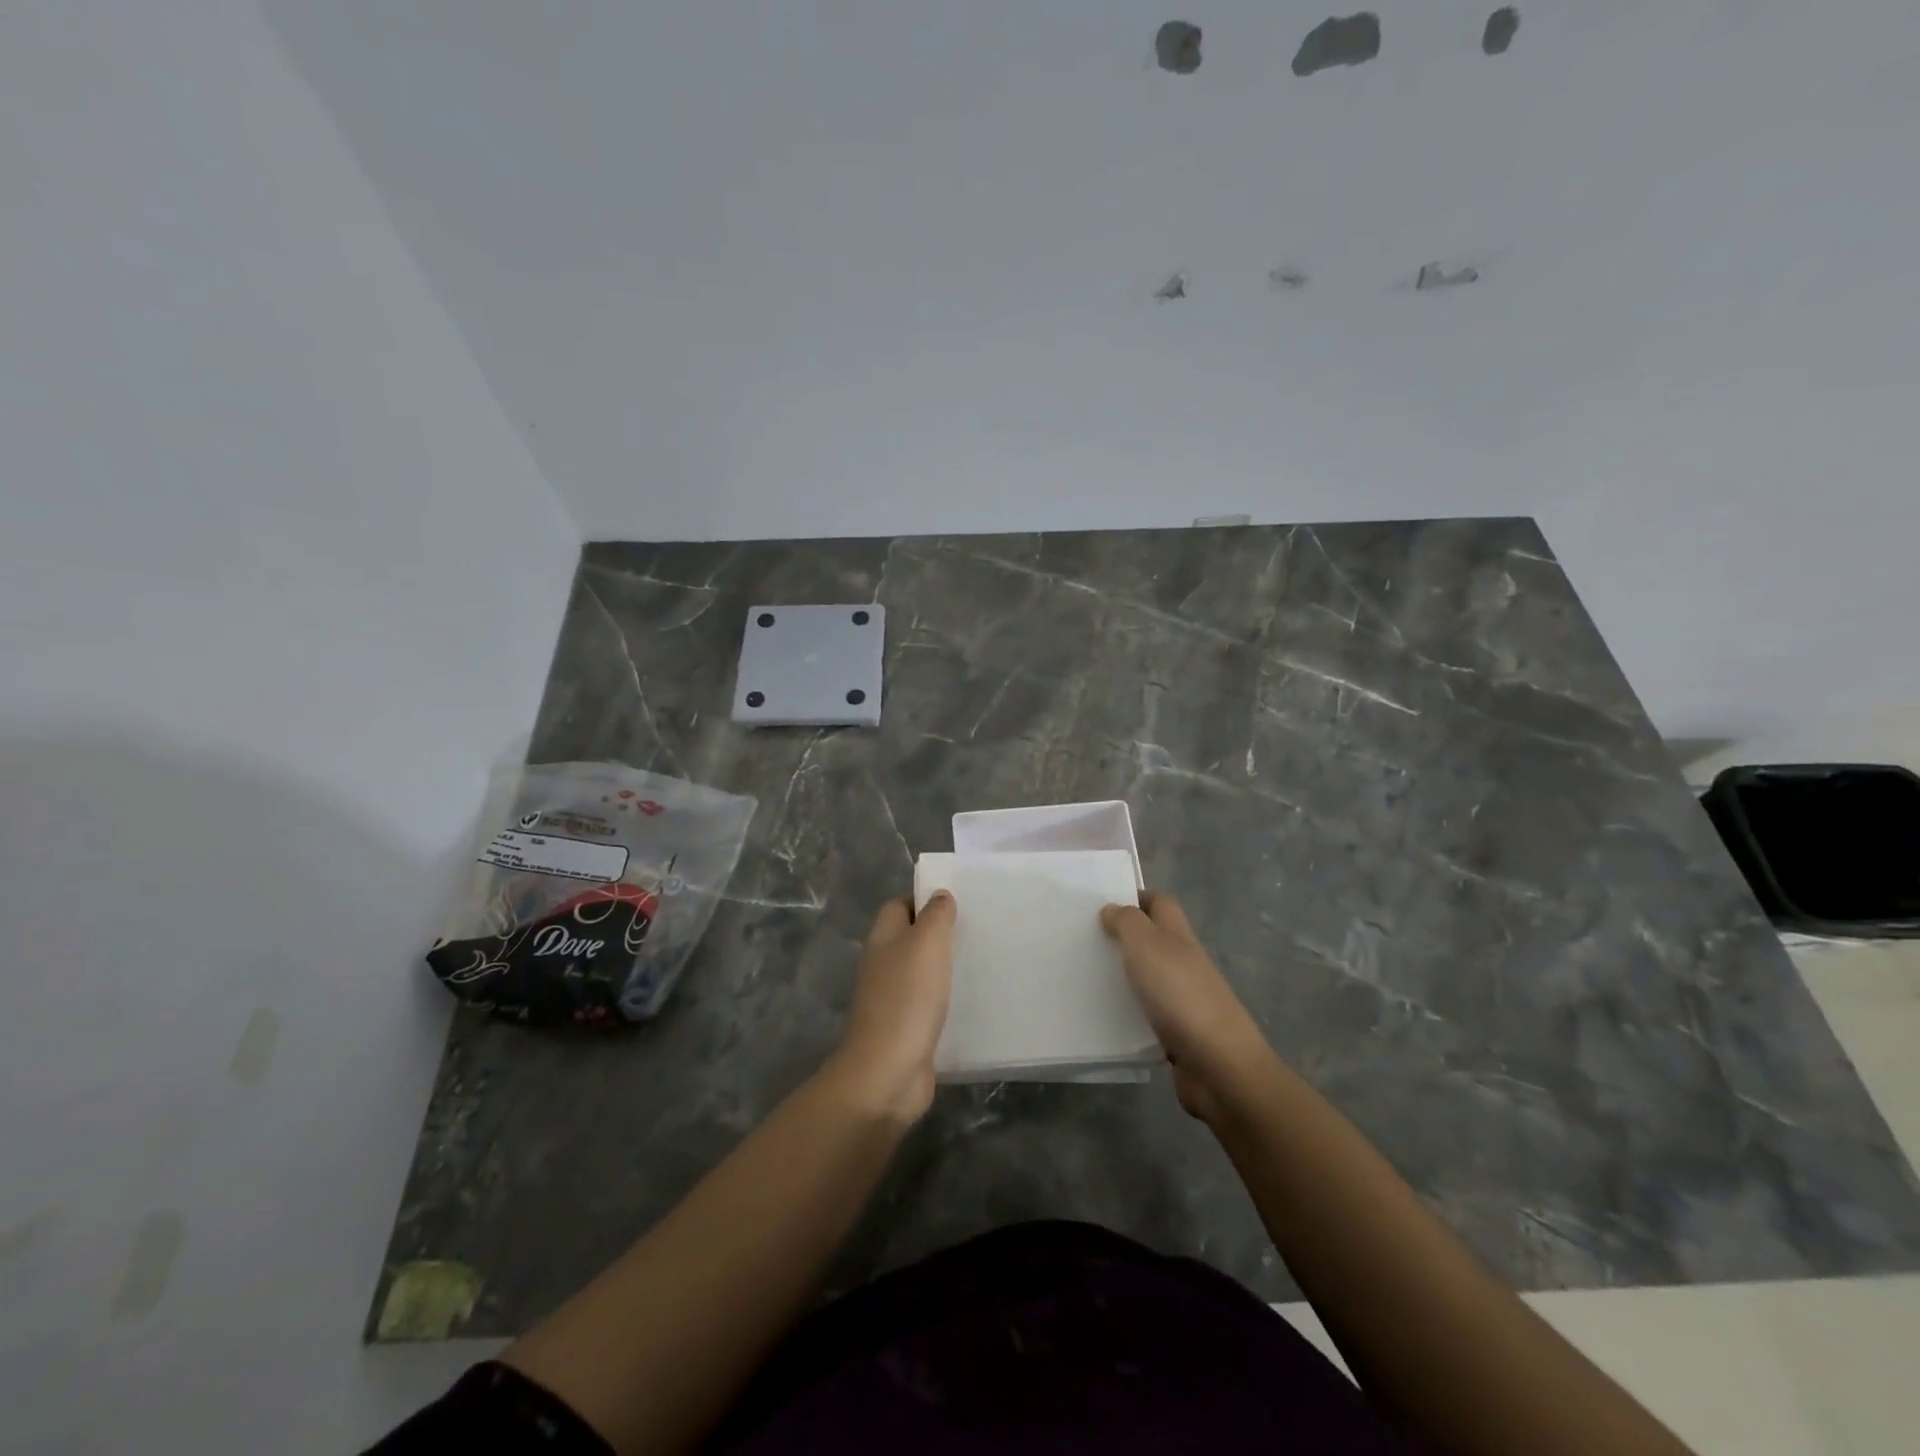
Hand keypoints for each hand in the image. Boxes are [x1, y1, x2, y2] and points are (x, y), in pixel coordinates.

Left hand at [828, 892, 956, 1123]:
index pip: (899, 906)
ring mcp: (893, 1000)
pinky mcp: (906, 1030)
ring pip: (921, 972)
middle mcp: (883, 965)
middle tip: (977, 931)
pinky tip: (973, 1001)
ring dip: (945, 968)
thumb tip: (940, 896)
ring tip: (981, 961)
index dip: (924, 900)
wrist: (888, 1072)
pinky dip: (947, 1001)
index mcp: (883, 939)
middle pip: (910, 938)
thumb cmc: (907, 998)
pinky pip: (929, 1005)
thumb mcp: (926, 943)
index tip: (958, 903)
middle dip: (940, 934)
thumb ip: (935, 916)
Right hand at [1100, 892, 1270, 1121]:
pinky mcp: (1178, 1034)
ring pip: (1148, 977)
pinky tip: (1102, 1017)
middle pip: (1154, 940)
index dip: (1136, 898)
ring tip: (1083, 977)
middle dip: (1123, 937)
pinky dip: (1128, 1013)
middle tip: (1083, 940)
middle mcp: (1184, 963)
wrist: (1218, 1066)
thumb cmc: (1180, 995)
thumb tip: (1113, 908)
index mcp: (1179, 936)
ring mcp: (1184, 1000)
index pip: (1160, 904)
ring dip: (1122, 976)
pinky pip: (1147, 1014)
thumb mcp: (1147, 945)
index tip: (1102, 903)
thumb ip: (1128, 922)